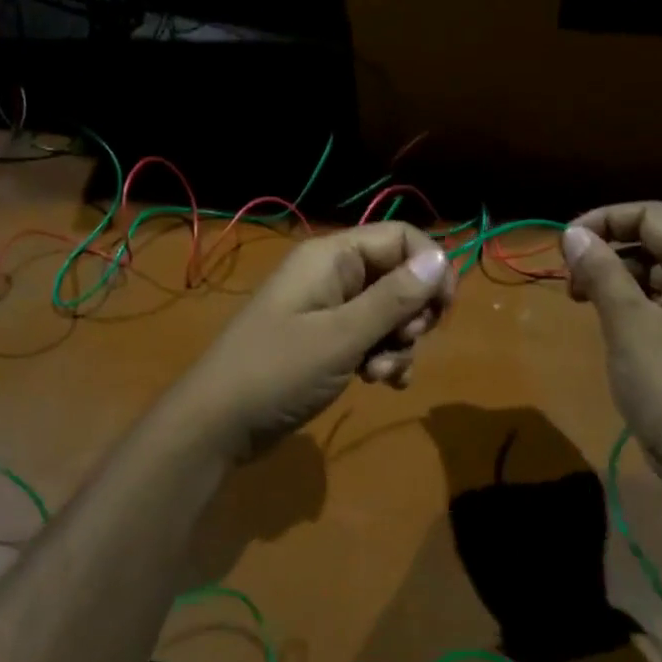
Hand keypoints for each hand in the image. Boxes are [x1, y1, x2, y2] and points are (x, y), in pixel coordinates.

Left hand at [172, 222, 456, 459]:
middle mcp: (332, 275)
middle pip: (399, 276)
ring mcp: (328, 310)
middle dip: (412, 315)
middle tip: (402, 344)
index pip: (401, 238)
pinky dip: (383, 358)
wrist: (218, 424)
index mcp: (331, 257)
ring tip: (379, 375)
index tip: (442, 310)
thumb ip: (393, 298)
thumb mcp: (341, 337)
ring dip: (397, 345)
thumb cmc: (277, 372)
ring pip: (389, 313)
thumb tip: (441, 259)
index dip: (430, 267)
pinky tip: (381, 384)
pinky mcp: (326, 342)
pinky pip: (371, 338)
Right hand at [561, 202, 661, 486]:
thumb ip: (601, 270)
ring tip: (582, 301)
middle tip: (570, 281)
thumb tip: (573, 234)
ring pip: (660, 273)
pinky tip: (609, 321)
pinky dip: (636, 302)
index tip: (563, 245)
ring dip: (617, 278)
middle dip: (608, 252)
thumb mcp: (628, 323)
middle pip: (657, 241)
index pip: (652, 216)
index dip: (602, 221)